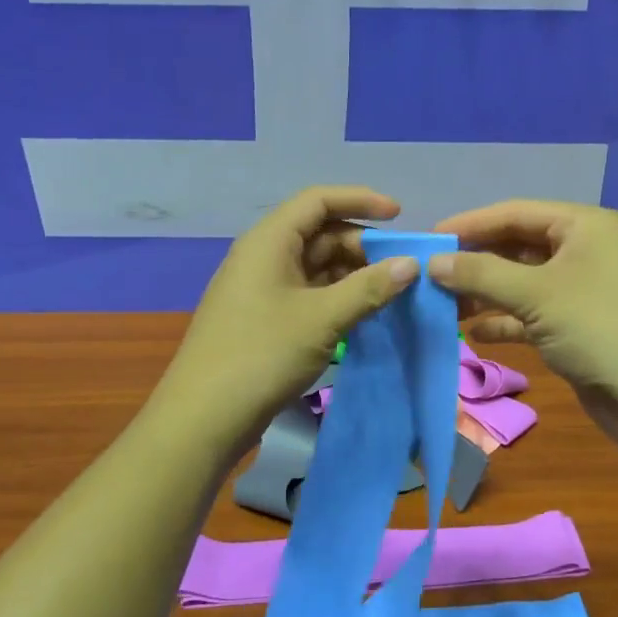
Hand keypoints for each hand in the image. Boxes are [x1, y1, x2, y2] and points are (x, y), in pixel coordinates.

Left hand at [154, 186, 419, 456]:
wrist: (205, 416)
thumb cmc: (262, 354)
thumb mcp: (323, 318)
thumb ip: (369, 288)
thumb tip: (412, 264)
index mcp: (269, 241)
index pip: (318, 201)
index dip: (360, 200)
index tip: (399, 215)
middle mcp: (264, 256)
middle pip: (320, 234)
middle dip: (362, 246)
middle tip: (402, 269)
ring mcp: (263, 289)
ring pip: (316, 267)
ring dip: (353, 275)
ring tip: (390, 294)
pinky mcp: (265, 318)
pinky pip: (308, 294)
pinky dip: (337, 298)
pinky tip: (363, 315)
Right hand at [429, 200, 617, 452]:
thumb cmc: (600, 328)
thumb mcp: (536, 294)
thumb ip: (481, 274)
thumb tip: (433, 262)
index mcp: (584, 225)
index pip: (515, 212)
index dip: (469, 224)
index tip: (427, 240)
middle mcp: (585, 251)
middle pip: (517, 246)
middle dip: (475, 262)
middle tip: (429, 277)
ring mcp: (583, 291)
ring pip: (523, 283)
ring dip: (486, 294)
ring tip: (443, 307)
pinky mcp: (580, 327)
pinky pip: (533, 314)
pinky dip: (505, 321)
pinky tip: (475, 334)